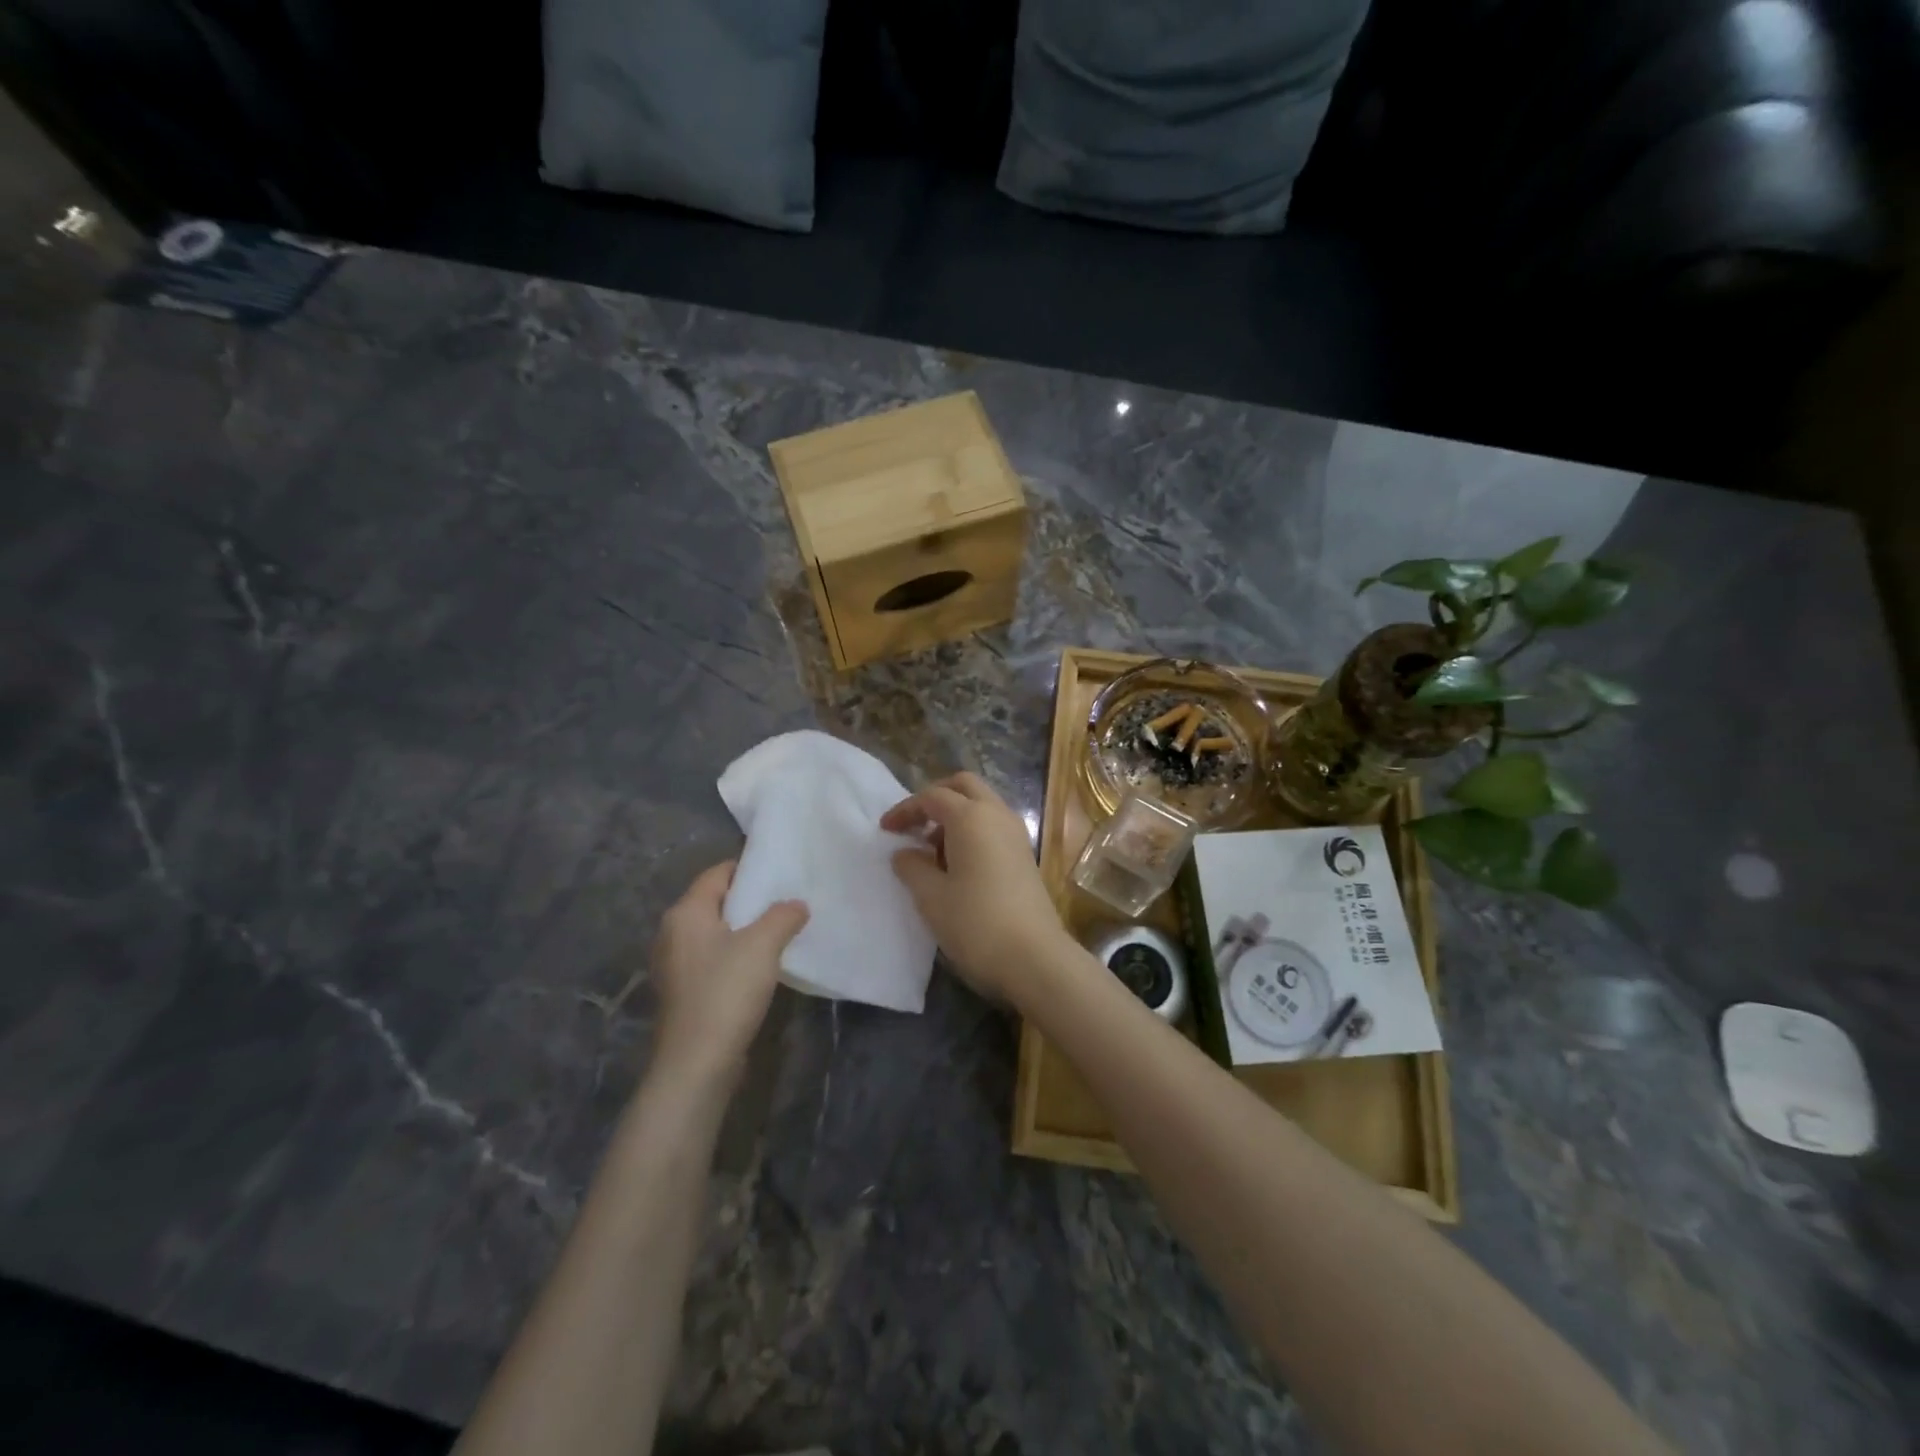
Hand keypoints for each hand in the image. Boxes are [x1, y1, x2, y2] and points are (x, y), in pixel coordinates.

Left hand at [649, 861, 807, 1087]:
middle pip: (715, 902)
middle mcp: (672, 933)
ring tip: (780, 931)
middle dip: (750, 900)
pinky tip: (760, 966)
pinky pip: (712, 959)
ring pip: (715, 932)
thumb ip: (783, 915)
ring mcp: (674, 965)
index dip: (749, 869)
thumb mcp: (763, 945)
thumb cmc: (726, 992)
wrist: (696, 1064)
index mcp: (685, 912)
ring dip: (744, 930)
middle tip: (787, 900)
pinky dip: (735, 955)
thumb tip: (796, 904)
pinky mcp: (682, 992)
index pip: (718, 873)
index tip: (781, 872)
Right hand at [882, 772, 1074, 1003]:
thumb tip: (905, 853)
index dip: (905, 809)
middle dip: (936, 798)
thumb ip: (912, 867)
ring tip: (932, 851)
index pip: (932, 797)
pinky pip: (994, 826)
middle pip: (964, 786)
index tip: (885, 830)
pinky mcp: (1025, 855)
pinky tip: (958, 865)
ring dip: (956, 815)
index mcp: (971, 817)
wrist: (1034, 958)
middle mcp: (997, 815)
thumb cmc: (975, 923)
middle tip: (914, 825)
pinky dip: (973, 831)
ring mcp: (1016, 834)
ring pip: (983, 804)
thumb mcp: (931, 897)